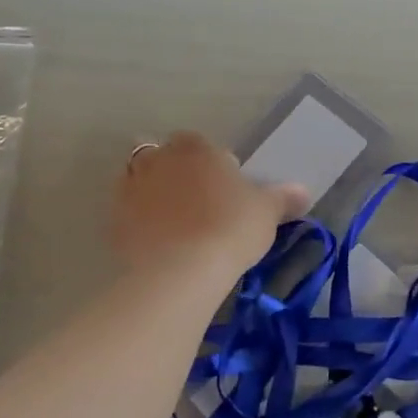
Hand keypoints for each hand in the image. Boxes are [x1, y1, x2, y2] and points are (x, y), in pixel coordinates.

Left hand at [111, 133, 307, 276]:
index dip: (216, 167)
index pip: (204, 146)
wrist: (181, 271)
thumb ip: (284, 197)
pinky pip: (129, 213)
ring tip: (177, 224)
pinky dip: (141, 222)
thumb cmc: (231, 227)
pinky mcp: (113, 220)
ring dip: (156, 195)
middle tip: (202, 207)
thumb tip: (303, 192)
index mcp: (197, 147)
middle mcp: (159, 158)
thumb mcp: (267, 212)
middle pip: (169, 159)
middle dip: (181, 175)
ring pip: (143, 182)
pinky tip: (158, 243)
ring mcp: (131, 187)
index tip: (228, 193)